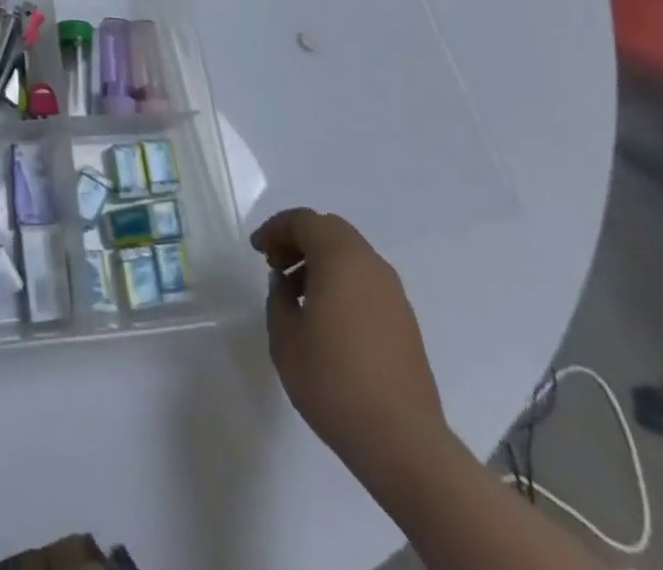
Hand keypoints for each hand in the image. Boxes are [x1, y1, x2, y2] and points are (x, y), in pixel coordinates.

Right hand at [250, 209, 452, 485]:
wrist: (402, 441)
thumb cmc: (333, 381)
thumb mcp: (285, 337)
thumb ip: (278, 298)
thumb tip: (286, 283)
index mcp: (340, 259)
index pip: (304, 221)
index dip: (275, 229)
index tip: (257, 250)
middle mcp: (371, 265)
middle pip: (330, 231)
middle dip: (299, 240)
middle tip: (275, 264)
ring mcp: (393, 294)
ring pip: (351, 255)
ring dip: (321, 262)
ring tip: (297, 294)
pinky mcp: (405, 321)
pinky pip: (366, 281)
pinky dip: (342, 282)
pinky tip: (326, 317)